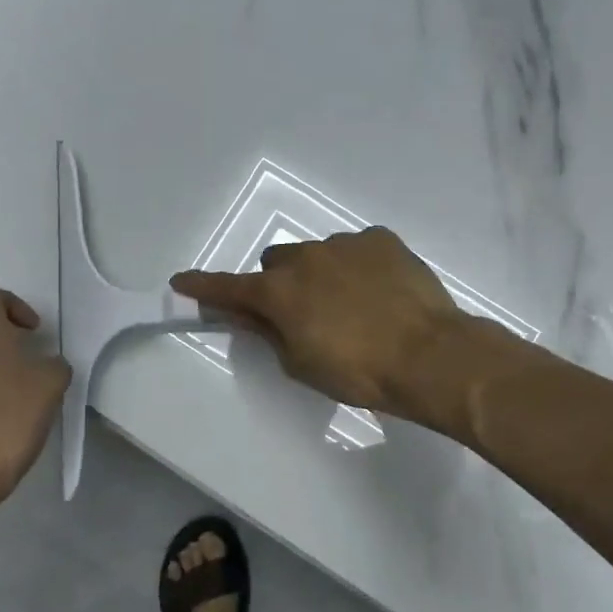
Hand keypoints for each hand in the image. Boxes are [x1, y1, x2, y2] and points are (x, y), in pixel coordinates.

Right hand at [171, 227, 465, 419]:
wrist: (430, 356)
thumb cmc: (358, 371)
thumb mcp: (301, 364)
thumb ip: (269, 332)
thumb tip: (250, 314)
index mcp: (280, 292)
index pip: (229, 288)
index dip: (203, 287)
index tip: (181, 282)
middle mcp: (306, 257)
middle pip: (276, 263)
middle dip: (280, 284)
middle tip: (303, 314)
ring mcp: (346, 243)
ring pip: (318, 254)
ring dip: (321, 274)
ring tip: (354, 307)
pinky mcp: (381, 239)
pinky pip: (356, 248)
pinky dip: (357, 266)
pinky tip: (379, 292)